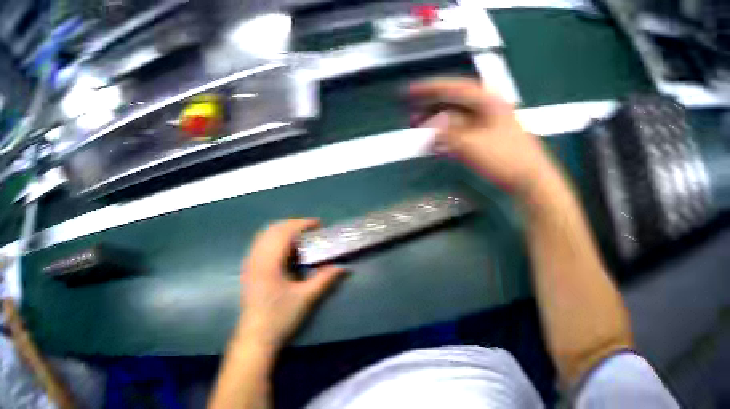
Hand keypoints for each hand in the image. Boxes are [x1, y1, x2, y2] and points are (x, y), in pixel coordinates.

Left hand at [235, 219, 344, 350]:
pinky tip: (284, 253)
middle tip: (311, 231)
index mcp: (269, 260)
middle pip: (272, 229)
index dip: (302, 224)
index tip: (319, 225)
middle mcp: (256, 256)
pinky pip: (259, 245)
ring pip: (264, 236)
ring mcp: (249, 262)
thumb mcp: (305, 298)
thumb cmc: (281, 316)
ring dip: (282, 232)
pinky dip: (273, 241)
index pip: (285, 232)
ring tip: (300, 240)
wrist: (257, 335)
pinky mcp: (248, 270)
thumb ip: (323, 280)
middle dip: (292, 225)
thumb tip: (342, 267)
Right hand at [408, 77, 558, 196]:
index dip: (429, 89)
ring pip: (459, 118)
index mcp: (487, 101)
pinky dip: (450, 136)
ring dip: (439, 123)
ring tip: (420, 129)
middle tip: (411, 114)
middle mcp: (489, 108)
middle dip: (431, 108)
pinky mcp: (493, 140)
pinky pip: (465, 132)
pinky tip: (438, 143)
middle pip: (455, 102)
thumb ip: (446, 135)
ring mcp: (492, 124)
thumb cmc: (507, 159)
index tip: (408, 92)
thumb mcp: (472, 145)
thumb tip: (427, 130)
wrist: (534, 182)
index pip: (453, 88)